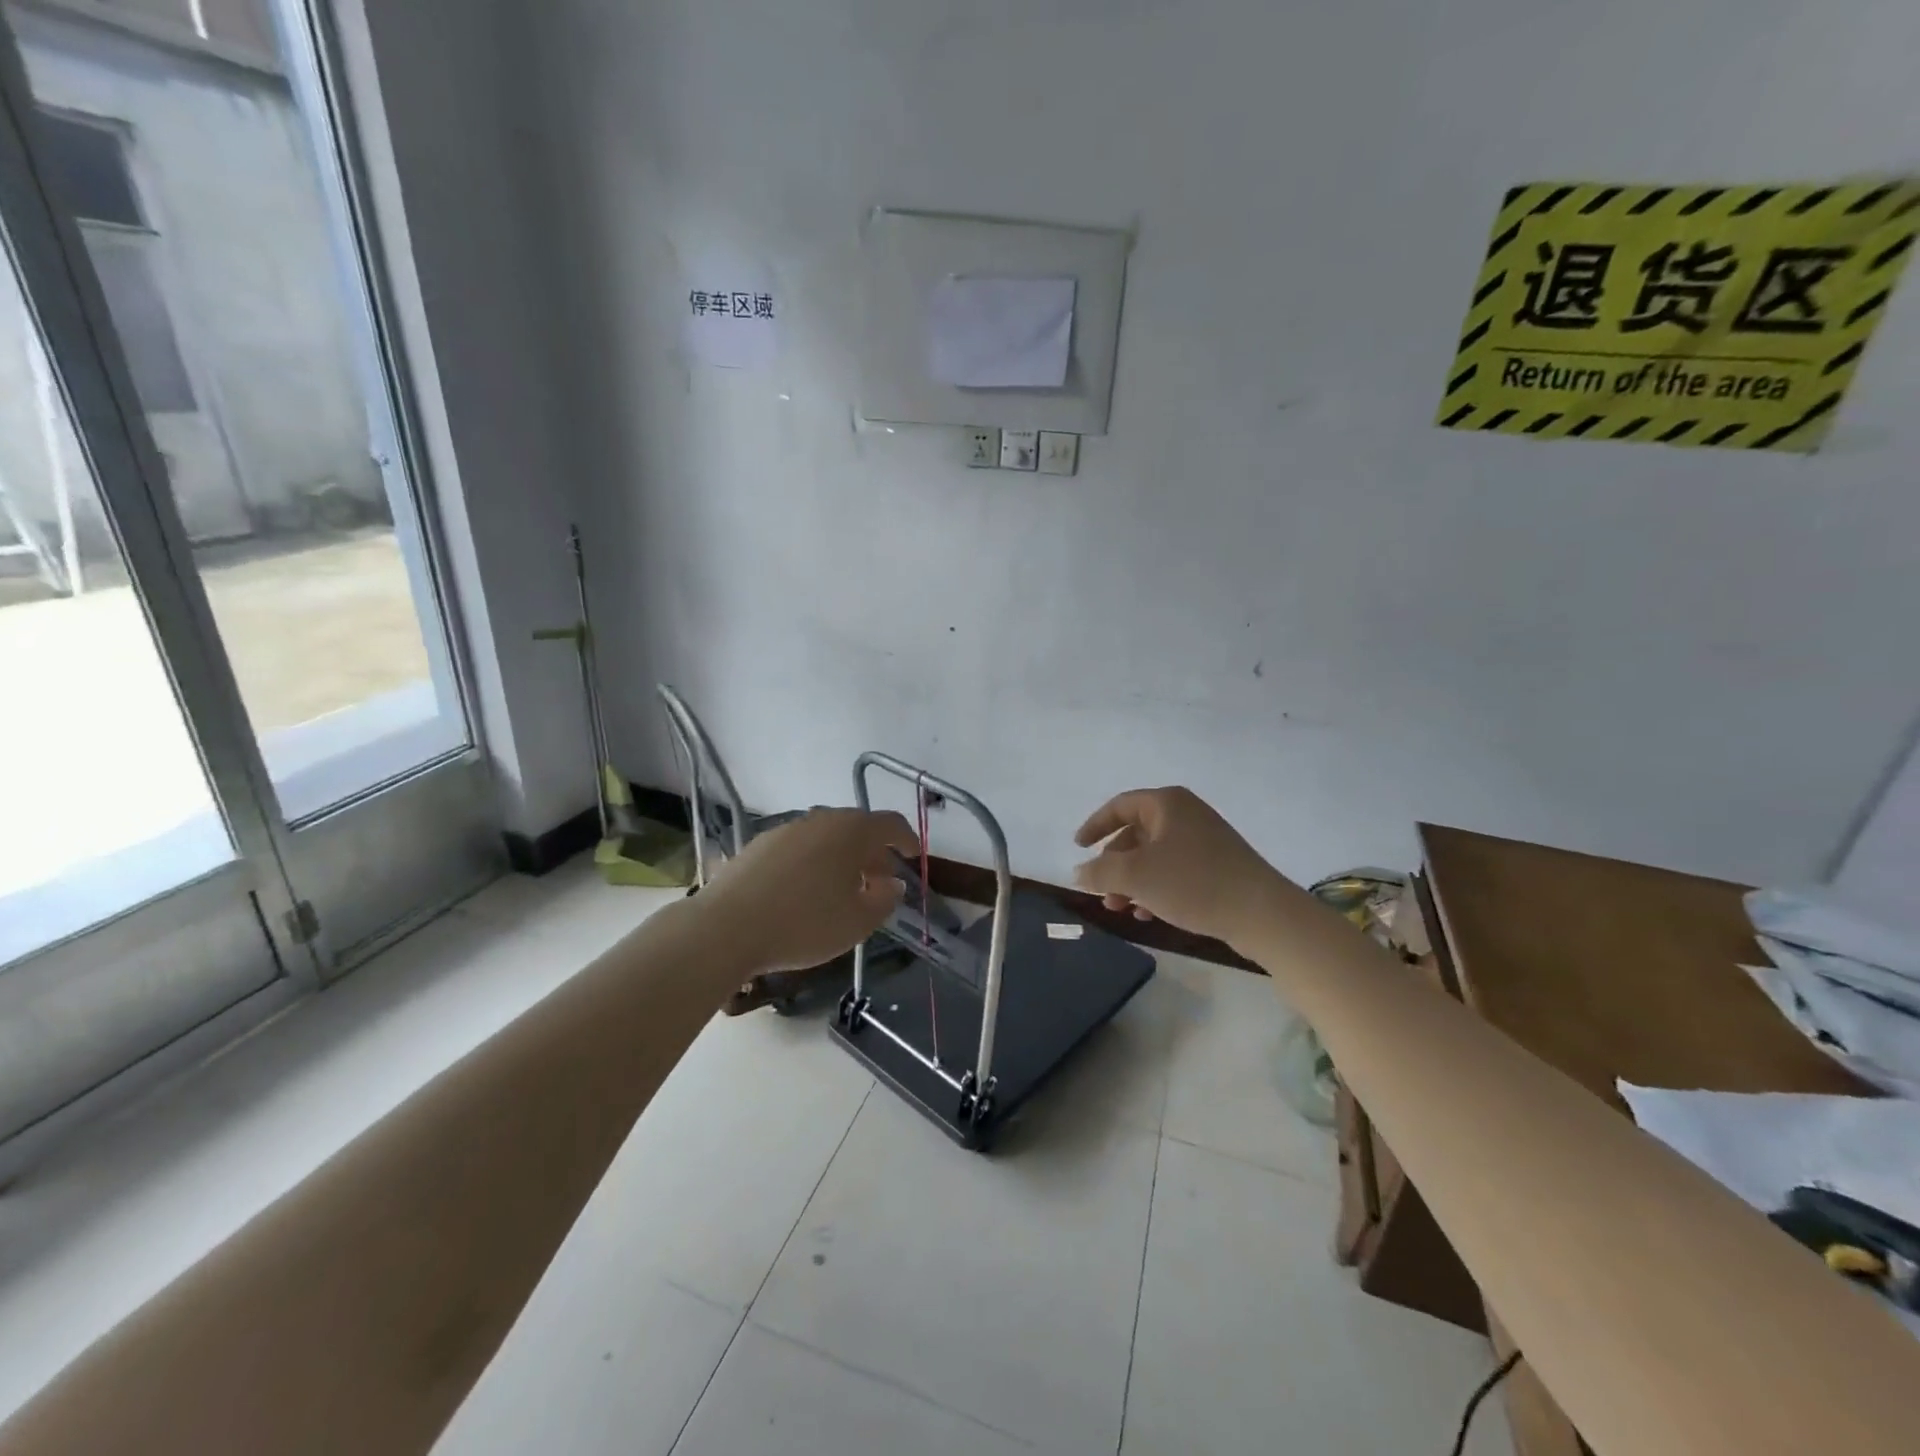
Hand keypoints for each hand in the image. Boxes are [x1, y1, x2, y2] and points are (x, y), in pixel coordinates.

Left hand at [694, 808, 919, 972]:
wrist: (725, 928)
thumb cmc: (803, 924)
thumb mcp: (857, 923)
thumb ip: (884, 900)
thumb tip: (892, 884)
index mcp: (851, 831)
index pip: (890, 824)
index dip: (908, 839)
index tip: (914, 856)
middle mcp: (820, 820)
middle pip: (857, 829)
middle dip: (874, 853)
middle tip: (881, 881)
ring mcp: (786, 829)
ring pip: (827, 837)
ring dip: (843, 858)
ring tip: (844, 890)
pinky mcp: (759, 845)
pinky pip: (800, 847)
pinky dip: (814, 862)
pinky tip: (806, 892)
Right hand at [1073, 787, 1290, 947]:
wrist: (1262, 913)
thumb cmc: (1193, 882)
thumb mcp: (1136, 876)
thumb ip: (1100, 871)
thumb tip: (1078, 871)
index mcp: (1167, 804)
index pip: (1119, 806)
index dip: (1094, 826)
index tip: (1078, 847)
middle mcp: (1186, 814)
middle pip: (1135, 834)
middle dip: (1114, 865)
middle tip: (1102, 892)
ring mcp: (1205, 840)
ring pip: (1154, 857)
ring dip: (1132, 882)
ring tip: (1122, 910)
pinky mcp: (1218, 866)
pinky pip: (1175, 871)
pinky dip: (1156, 889)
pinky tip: (1149, 915)